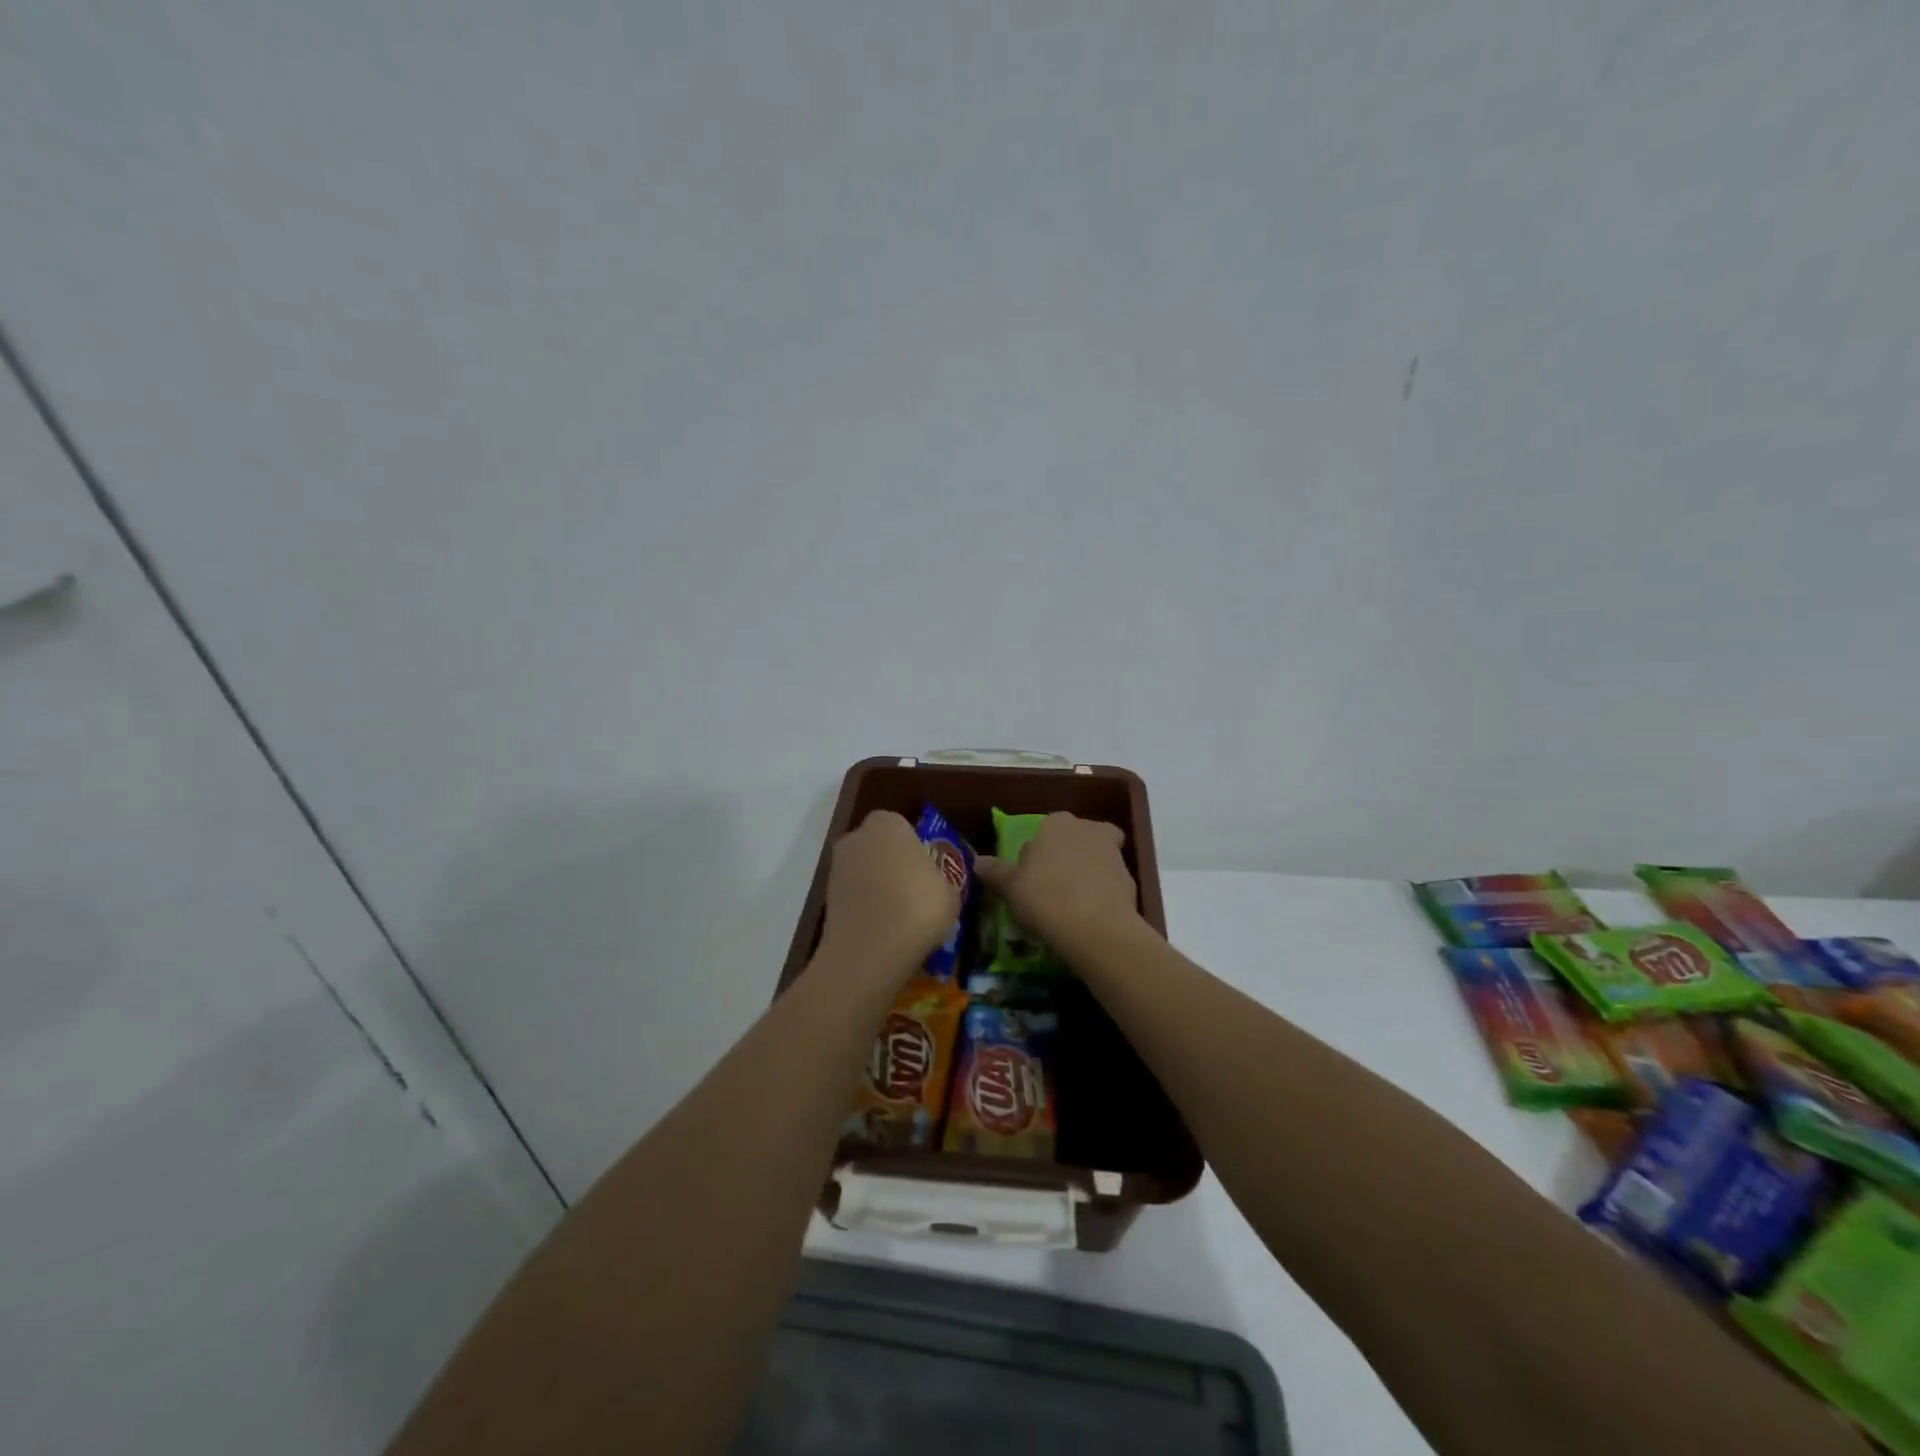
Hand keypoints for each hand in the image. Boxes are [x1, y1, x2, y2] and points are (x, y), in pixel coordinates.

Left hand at [818, 810, 959, 975]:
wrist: (869, 951)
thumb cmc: (918, 907)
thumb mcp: (951, 892)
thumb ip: (943, 879)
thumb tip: (939, 883)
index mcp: (888, 823)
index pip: (905, 827)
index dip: (918, 849)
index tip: (930, 873)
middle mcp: (857, 837)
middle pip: (880, 848)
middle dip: (895, 865)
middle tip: (917, 893)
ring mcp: (837, 867)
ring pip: (865, 872)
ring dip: (879, 888)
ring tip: (902, 918)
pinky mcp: (825, 898)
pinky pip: (855, 897)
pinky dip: (866, 908)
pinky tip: (884, 930)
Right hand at [975, 813, 1142, 956]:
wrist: (1095, 928)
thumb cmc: (1044, 897)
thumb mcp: (1009, 886)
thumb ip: (995, 871)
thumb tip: (977, 861)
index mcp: (1057, 823)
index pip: (1046, 829)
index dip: (1039, 851)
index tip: (1031, 874)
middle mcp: (1089, 830)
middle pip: (1076, 840)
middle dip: (1068, 856)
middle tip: (1053, 884)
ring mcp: (1114, 855)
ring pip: (1097, 860)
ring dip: (1087, 876)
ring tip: (1070, 906)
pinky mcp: (1130, 882)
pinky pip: (1110, 885)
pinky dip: (1101, 896)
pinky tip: (1088, 918)